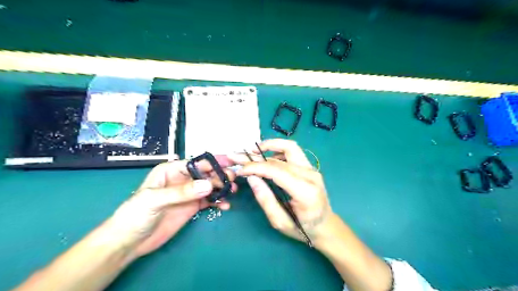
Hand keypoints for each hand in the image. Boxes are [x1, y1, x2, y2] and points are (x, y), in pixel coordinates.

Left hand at [109, 155, 237, 257]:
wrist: (129, 242)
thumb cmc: (135, 215)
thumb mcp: (155, 200)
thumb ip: (182, 192)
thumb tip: (208, 184)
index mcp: (171, 170)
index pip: (196, 163)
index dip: (213, 162)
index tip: (229, 163)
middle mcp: (182, 179)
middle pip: (205, 174)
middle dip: (220, 175)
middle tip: (233, 180)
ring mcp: (188, 194)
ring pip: (210, 186)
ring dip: (222, 188)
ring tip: (232, 192)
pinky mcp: (192, 207)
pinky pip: (209, 201)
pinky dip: (218, 201)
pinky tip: (225, 205)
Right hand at [230, 140, 331, 243]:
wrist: (326, 226)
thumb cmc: (303, 228)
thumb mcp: (280, 222)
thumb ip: (265, 199)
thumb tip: (252, 178)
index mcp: (305, 191)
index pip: (276, 171)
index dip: (256, 167)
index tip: (240, 170)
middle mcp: (310, 175)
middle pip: (280, 158)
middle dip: (256, 155)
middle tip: (238, 155)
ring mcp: (312, 169)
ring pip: (290, 147)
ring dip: (270, 145)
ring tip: (252, 151)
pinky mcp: (310, 167)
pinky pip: (293, 152)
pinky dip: (278, 150)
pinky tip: (266, 157)